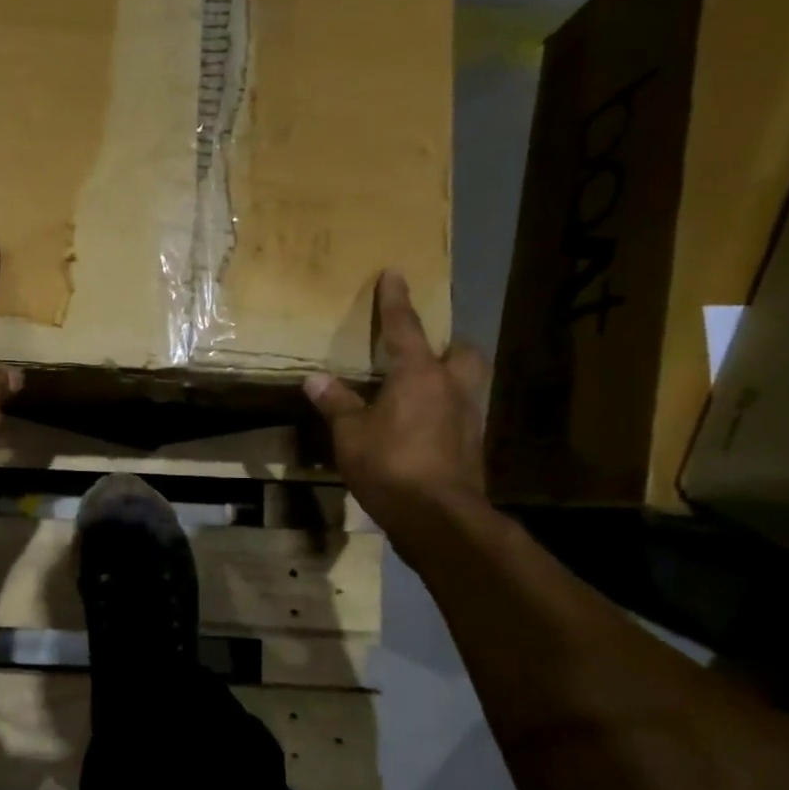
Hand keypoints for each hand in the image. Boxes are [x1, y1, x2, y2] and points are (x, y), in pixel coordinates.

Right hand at [304, 271, 487, 538]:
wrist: (437, 516)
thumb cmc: (390, 465)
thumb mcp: (350, 434)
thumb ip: (336, 403)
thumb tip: (315, 379)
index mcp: (420, 375)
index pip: (406, 328)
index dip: (396, 301)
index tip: (395, 273)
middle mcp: (452, 387)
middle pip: (462, 351)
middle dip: (447, 343)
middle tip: (424, 349)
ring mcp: (469, 417)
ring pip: (468, 381)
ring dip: (450, 376)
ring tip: (423, 385)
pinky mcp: (473, 445)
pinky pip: (463, 411)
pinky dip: (446, 408)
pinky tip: (425, 423)